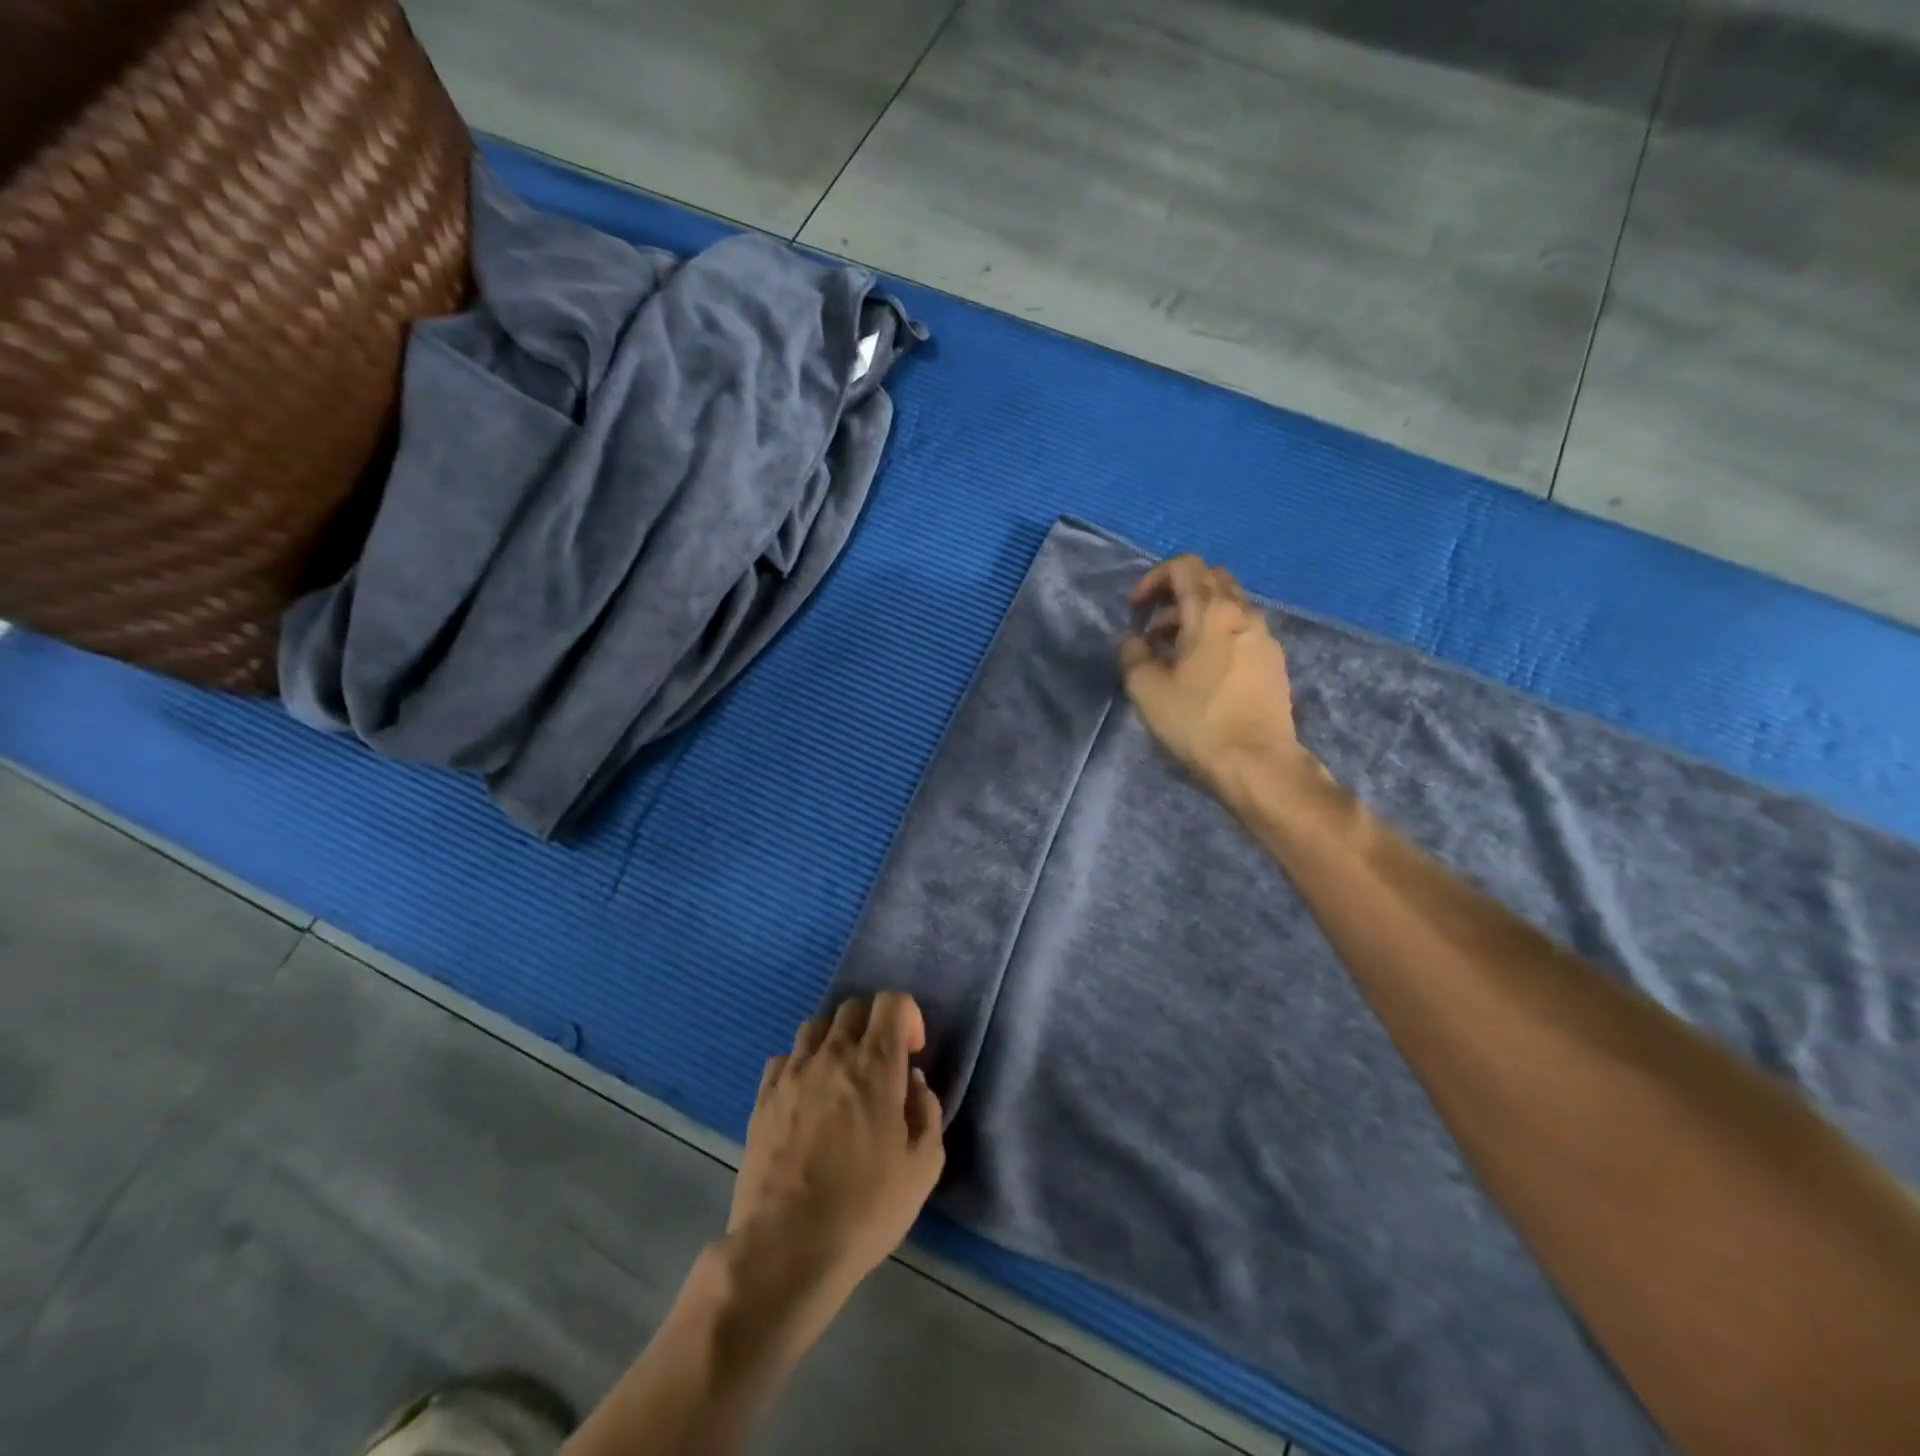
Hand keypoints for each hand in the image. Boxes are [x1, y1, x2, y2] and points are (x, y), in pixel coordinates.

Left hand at [725, 993, 944, 1311]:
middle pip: (854, 1007)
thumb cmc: (864, 1211)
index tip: (912, 1053)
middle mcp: (832, 1056)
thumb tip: (913, 1082)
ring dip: (837, 1040)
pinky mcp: (763, 1096)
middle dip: (875, 1023)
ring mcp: (792, 1073)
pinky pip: (785, 1057)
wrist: (785, 1249)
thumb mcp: (922, 1169)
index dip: (908, 1017)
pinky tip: (808, 1097)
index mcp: (875, 1066)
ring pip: (817, 1026)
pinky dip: (803, 1064)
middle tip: (882, 1064)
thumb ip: (928, 1113)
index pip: (892, 1002)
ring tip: (843, 1077)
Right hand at [1119, 555, 1317, 803]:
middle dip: (1176, 593)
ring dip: (1196, 616)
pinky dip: (1217, 635)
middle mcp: (1244, 614)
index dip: (1154, 579)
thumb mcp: (1146, 689)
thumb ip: (1132, 654)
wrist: (1257, 763)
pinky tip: (1203, 671)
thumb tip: (1135, 641)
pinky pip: (1241, 630)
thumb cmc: (1197, 722)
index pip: (1184, 566)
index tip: (1137, 610)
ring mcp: (1265, 637)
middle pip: (1211, 579)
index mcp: (1211, 612)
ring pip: (1228, 606)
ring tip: (1173, 653)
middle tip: (1154, 625)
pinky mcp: (1274, 662)